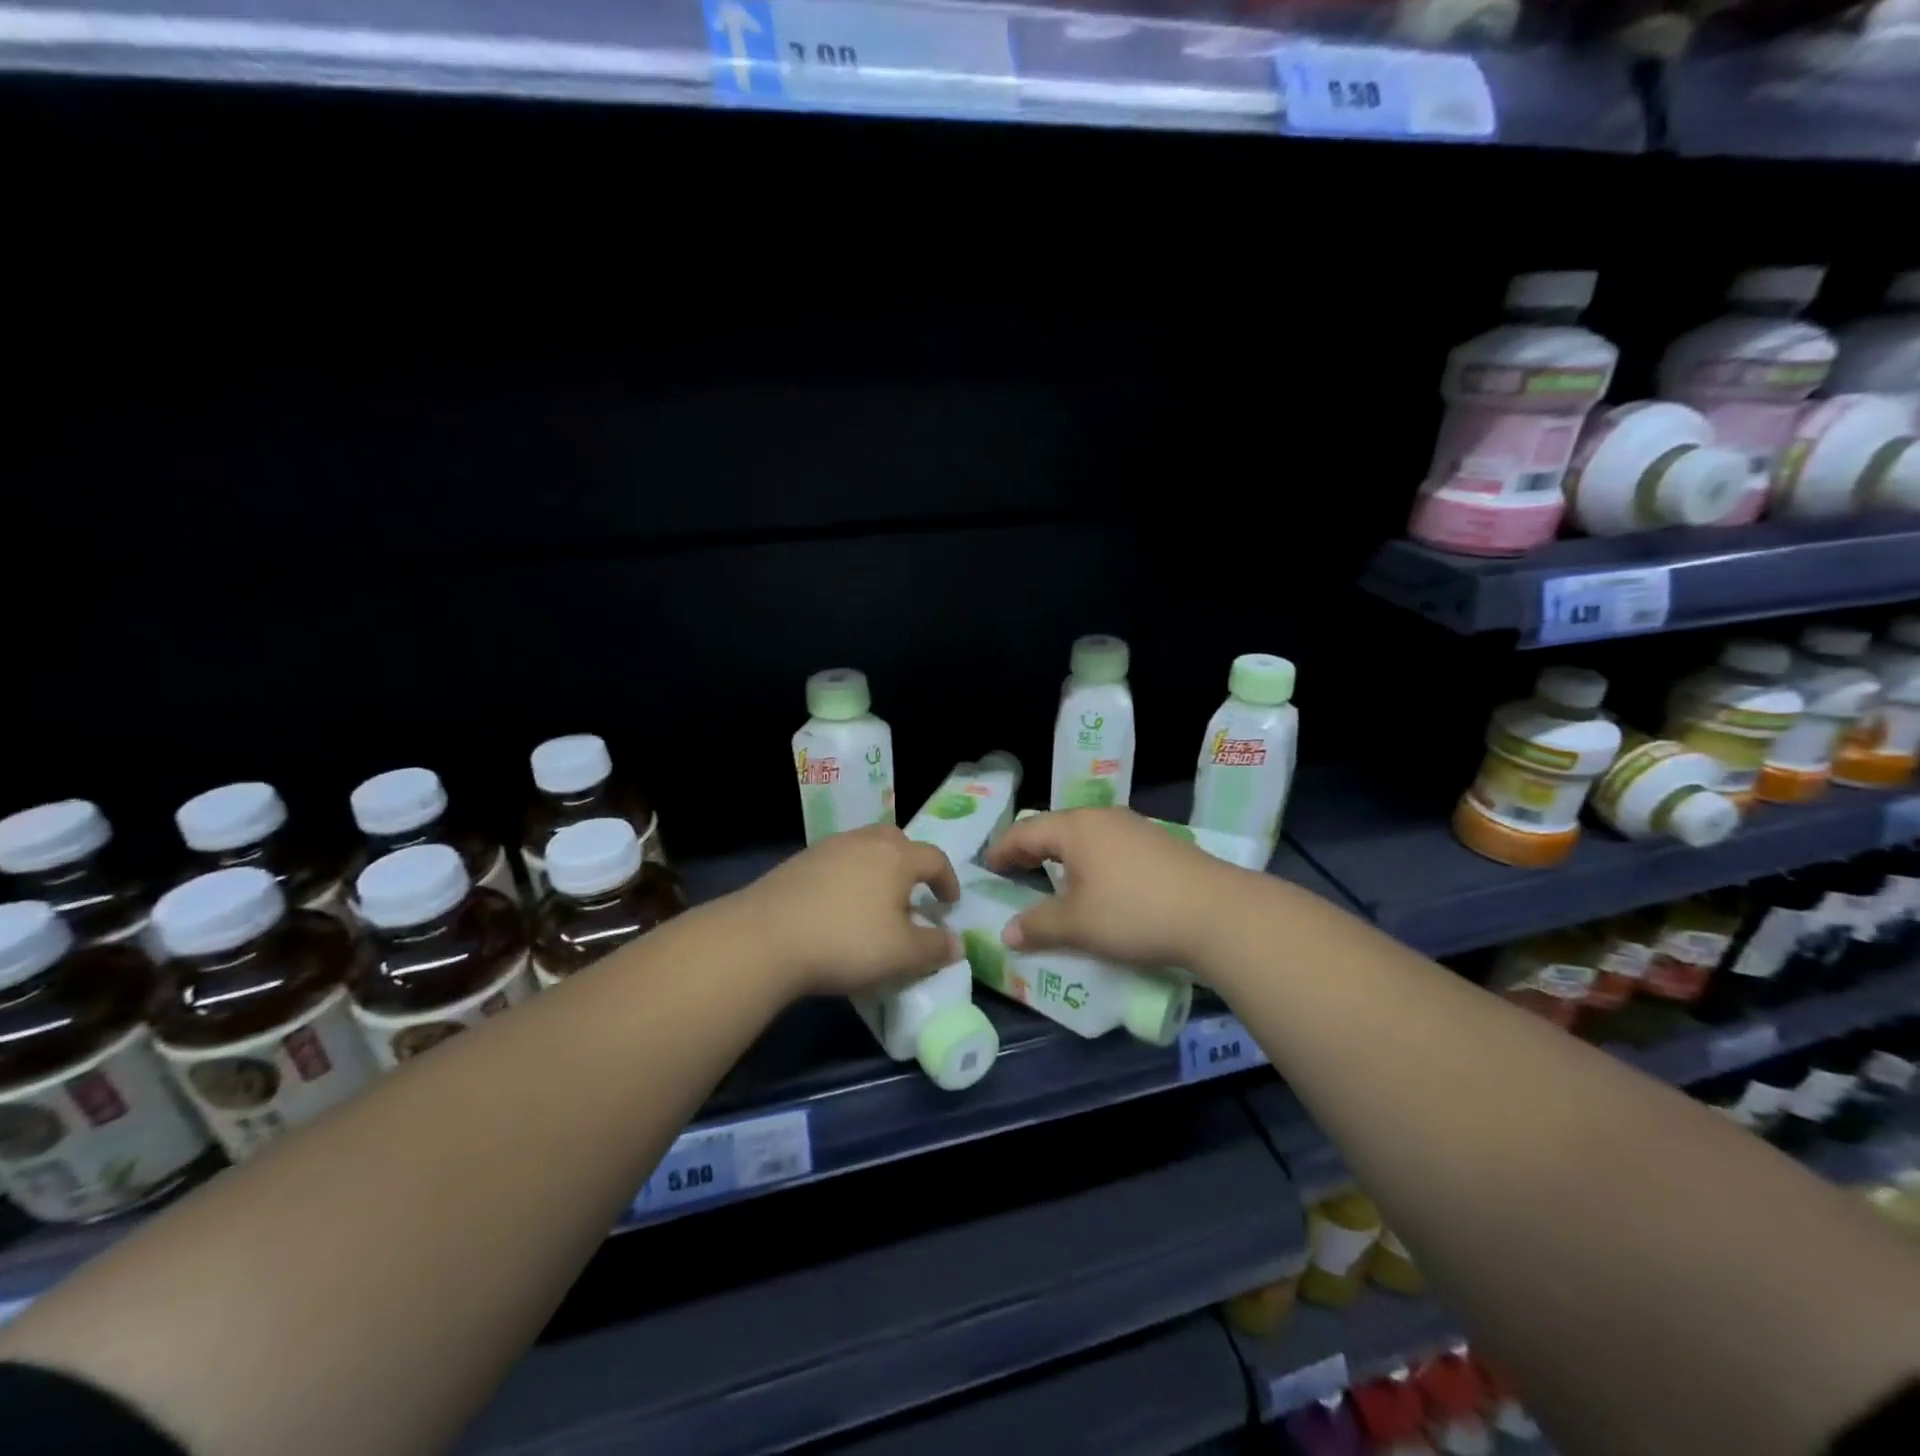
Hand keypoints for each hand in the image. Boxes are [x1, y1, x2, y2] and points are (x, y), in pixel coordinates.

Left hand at [736, 824, 963, 995]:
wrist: (766, 937)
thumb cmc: (847, 942)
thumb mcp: (902, 954)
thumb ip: (935, 948)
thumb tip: (957, 943)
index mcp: (897, 857)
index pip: (934, 858)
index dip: (947, 880)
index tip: (949, 904)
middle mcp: (864, 842)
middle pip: (897, 841)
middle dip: (911, 863)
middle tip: (913, 892)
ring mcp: (828, 848)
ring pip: (863, 848)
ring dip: (877, 869)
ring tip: (875, 901)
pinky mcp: (799, 862)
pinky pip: (836, 862)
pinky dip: (847, 877)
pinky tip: (838, 906)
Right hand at [983, 808, 1243, 968]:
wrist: (1217, 912)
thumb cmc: (1134, 912)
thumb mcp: (1078, 924)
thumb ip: (1038, 925)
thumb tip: (1007, 933)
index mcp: (1075, 828)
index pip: (1025, 832)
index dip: (1003, 850)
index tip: (988, 867)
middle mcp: (1102, 818)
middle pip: (1055, 828)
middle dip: (1032, 850)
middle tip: (1014, 872)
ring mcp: (1135, 827)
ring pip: (1085, 836)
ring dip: (1063, 856)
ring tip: (1053, 879)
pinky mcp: (1159, 844)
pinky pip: (1110, 846)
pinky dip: (1091, 861)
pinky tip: (1099, 884)